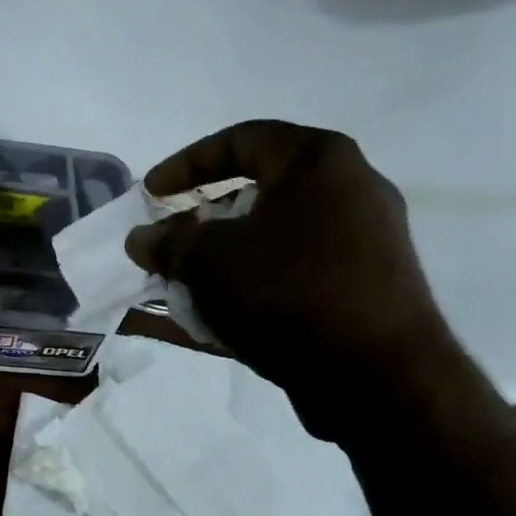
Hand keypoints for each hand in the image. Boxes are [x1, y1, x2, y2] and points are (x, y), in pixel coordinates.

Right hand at [125, 120, 460, 437]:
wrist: (374, 374)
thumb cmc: (288, 293)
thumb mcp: (209, 261)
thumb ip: (169, 244)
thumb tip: (141, 238)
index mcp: (318, 162)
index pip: (241, 140)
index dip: (186, 164)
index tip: (150, 194)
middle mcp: (346, 192)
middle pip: (256, 194)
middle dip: (200, 222)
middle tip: (166, 245)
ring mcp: (357, 246)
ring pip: (268, 244)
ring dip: (216, 263)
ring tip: (177, 288)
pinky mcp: (355, 293)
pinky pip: (285, 281)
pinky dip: (244, 293)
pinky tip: (205, 321)